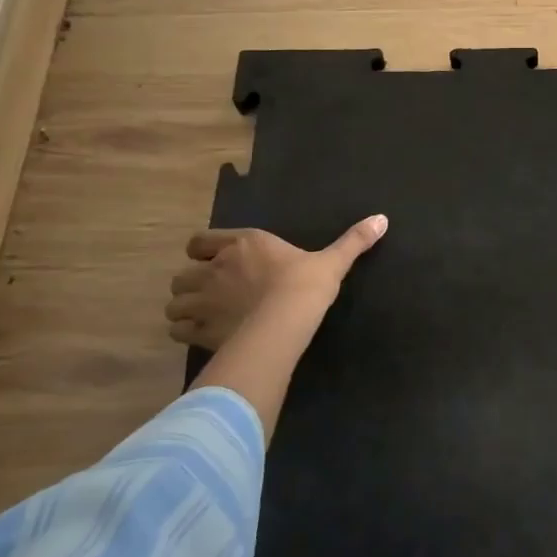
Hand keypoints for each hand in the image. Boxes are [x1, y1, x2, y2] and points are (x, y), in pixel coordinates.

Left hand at [165, 218, 386, 350]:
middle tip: (210, 295)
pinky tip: (203, 337)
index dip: (202, 252)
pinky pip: (178, 331)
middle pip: (182, 275)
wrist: (285, 322)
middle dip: (191, 284)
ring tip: (203, 318)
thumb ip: (353, 241)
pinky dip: (185, 333)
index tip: (214, 262)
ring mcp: (203, 300)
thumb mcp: (332, 261)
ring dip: (184, 309)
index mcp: (243, 244)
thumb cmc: (305, 285)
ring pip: (175, 303)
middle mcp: (215, 268)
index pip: (199, 242)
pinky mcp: (199, 330)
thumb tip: (382, 218)